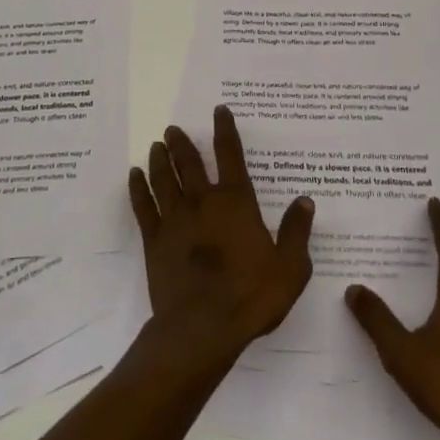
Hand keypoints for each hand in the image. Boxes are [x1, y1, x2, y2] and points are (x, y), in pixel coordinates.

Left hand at [128, 105, 314, 375]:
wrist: (203, 328)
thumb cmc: (251, 297)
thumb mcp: (290, 268)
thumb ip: (296, 232)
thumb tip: (305, 201)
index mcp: (235, 202)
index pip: (230, 156)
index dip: (225, 131)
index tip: (219, 111)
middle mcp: (202, 201)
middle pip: (189, 162)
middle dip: (182, 143)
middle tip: (172, 128)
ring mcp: (174, 219)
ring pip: (164, 178)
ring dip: (160, 159)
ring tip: (156, 145)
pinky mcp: (154, 239)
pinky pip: (143, 206)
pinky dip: (138, 188)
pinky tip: (134, 176)